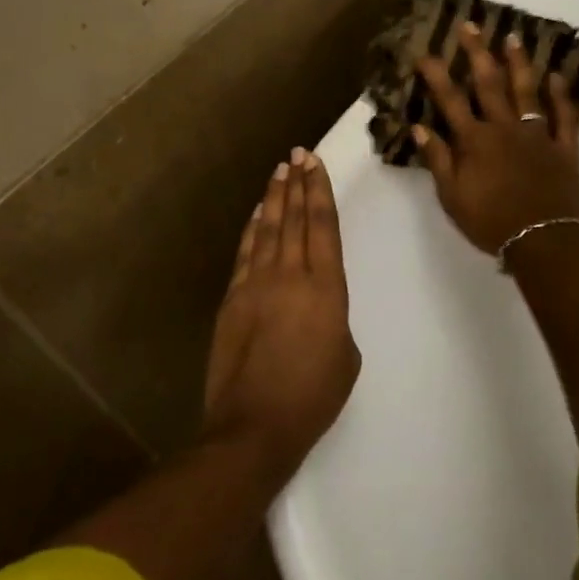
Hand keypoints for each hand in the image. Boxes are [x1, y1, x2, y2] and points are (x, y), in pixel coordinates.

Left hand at [202, 150, 358, 476]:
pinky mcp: (232, 298)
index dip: (319, 191)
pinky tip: (257, 214)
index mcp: (326, 288)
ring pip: (268, 229)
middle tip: (299, 154)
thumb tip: (316, 308)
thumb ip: (334, 319)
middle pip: (294, 218)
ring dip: (274, 198)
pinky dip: (252, 229)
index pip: (322, 226)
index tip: (315, 163)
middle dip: (298, 183)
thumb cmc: (312, 397)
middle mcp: (290, 275)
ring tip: (280, 172)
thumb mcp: (345, 357)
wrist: (255, 425)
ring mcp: (256, 284)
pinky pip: (245, 253)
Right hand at [413, 23, 578, 254]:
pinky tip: (557, 76)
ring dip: (519, 63)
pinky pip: (565, 116)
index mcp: (475, 141)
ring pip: (528, 91)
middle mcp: (505, 128)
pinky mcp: (564, 148)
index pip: (451, 100)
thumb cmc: (491, 222)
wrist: (542, 241)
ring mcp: (538, 135)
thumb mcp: (452, 196)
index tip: (426, 52)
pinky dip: (561, 95)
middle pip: (489, 84)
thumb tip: (420, 128)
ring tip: (513, 38)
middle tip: (470, 25)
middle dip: (477, 53)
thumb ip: (438, 160)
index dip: (437, 75)